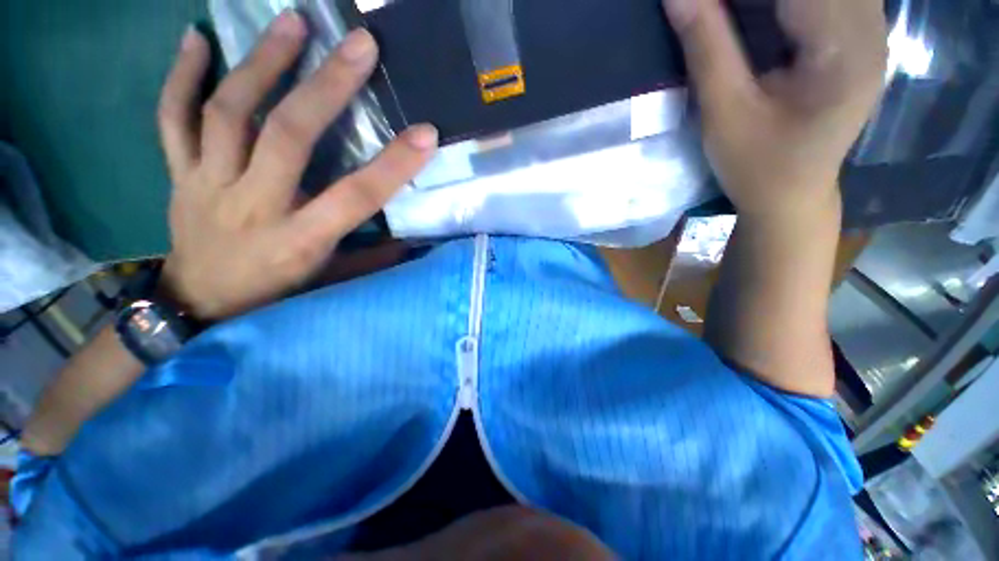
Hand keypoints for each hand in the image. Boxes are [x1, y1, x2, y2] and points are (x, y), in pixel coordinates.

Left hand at [157, 12, 436, 320]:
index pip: (356, 196)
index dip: (393, 165)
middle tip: (359, 43)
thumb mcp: (330, 281)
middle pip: (288, 136)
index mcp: (300, 240)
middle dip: (328, 86)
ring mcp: (208, 184)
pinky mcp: (180, 174)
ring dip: (261, 62)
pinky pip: (172, 118)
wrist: (199, 304)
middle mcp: (254, 206)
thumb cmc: (274, 294)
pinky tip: (197, 39)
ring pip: (229, 113)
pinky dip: (181, 76)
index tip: (425, 133)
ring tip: (292, 21)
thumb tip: (411, 242)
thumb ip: (371, 258)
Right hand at [663, 0, 885, 216]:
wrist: (791, 197)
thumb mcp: (723, 112)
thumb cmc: (755, 165)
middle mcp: (870, 29)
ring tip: (732, 12)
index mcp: (843, 49)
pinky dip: (789, 1)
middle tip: (716, 8)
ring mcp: (870, 32)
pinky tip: (759, 12)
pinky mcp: (859, 39)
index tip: (705, 0)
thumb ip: (706, 46)